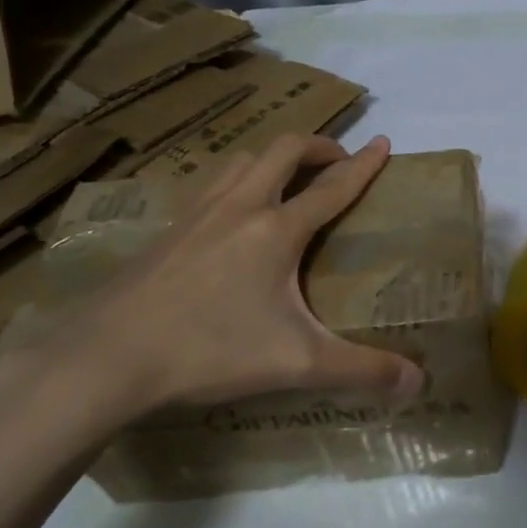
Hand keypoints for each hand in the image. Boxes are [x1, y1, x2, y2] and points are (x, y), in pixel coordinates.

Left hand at [0, 134, 425, 451]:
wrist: (108, 356)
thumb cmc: (210, 350)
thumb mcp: (297, 364)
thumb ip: (361, 370)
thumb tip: (418, 383)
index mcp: (277, 229)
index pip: (332, 186)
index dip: (364, 165)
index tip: (384, 143)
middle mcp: (239, 207)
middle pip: (282, 151)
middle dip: (316, 146)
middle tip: (335, 159)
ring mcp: (196, 214)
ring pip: (240, 160)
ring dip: (270, 157)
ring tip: (284, 177)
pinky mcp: (166, 231)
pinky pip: (208, 185)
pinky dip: (233, 181)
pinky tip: (227, 215)